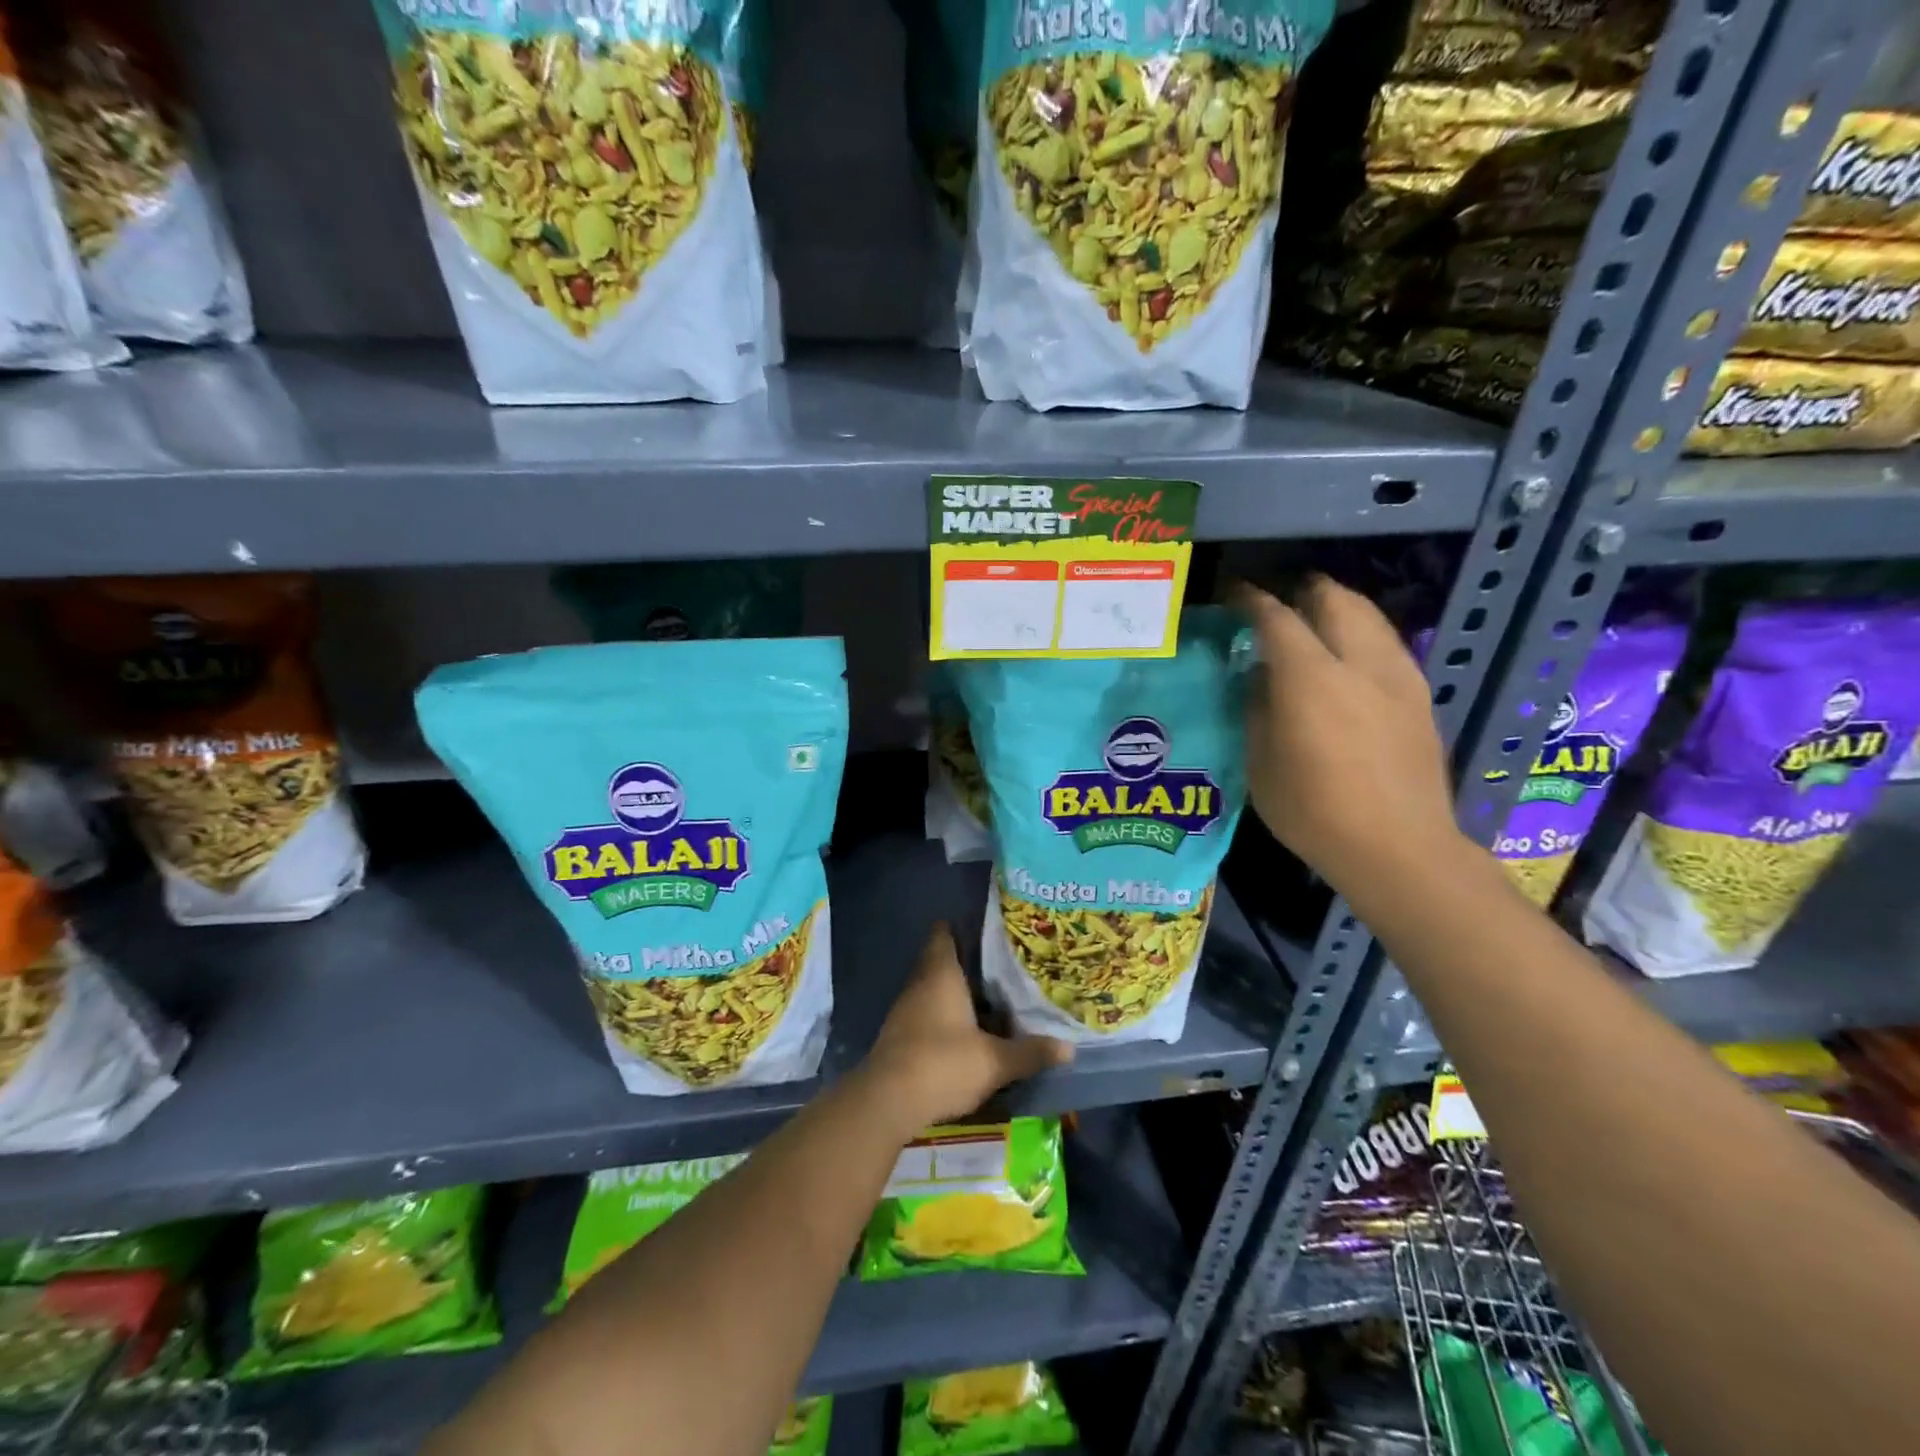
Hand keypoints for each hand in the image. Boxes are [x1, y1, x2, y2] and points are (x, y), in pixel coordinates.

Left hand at [859, 922, 1071, 1134]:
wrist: (886, 1102)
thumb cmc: (942, 1064)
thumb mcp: (994, 1061)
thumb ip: (1030, 1052)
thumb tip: (1069, 1048)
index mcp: (941, 974)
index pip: (944, 933)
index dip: (962, 927)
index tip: (987, 929)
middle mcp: (920, 984)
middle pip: (941, 961)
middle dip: (968, 963)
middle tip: (1001, 966)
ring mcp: (905, 1010)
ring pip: (934, 990)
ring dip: (957, 993)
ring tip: (992, 999)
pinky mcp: (900, 1036)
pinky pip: (927, 1014)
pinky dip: (946, 1016)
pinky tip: (967, 1032)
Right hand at [1236, 576, 1459, 892]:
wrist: (1398, 848)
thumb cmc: (1313, 811)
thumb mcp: (1260, 762)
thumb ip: (1257, 707)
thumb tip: (1259, 673)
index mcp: (1311, 678)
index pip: (1277, 617)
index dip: (1251, 599)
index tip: (1232, 593)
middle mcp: (1359, 663)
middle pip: (1334, 598)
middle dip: (1303, 590)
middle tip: (1277, 601)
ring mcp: (1398, 677)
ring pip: (1369, 615)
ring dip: (1337, 606)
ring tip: (1312, 620)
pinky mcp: (1420, 696)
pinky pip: (1386, 642)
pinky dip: (1361, 633)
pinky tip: (1346, 658)